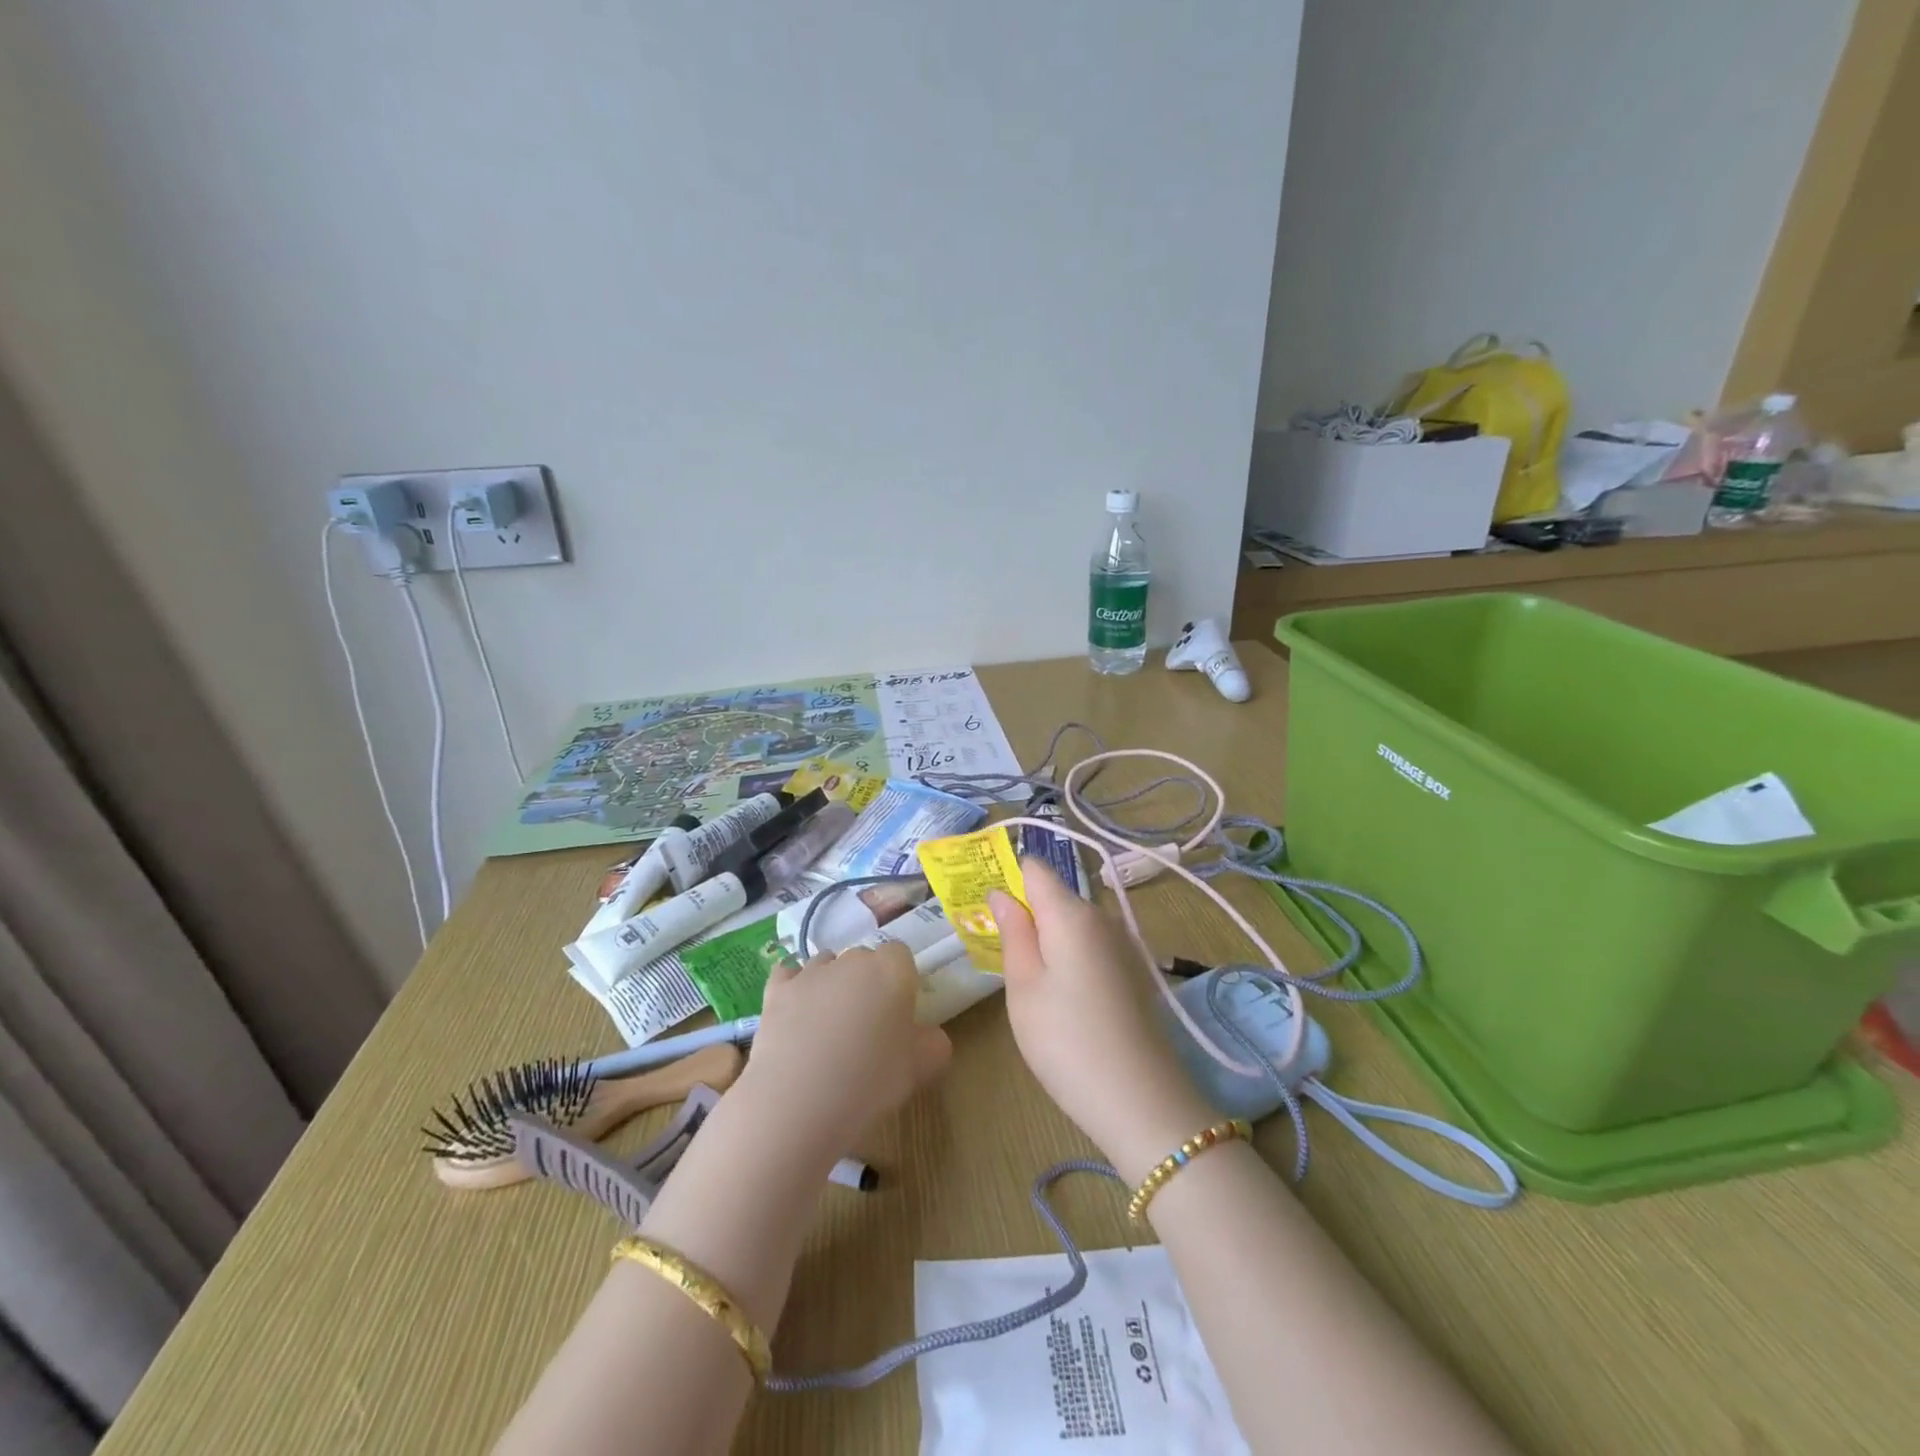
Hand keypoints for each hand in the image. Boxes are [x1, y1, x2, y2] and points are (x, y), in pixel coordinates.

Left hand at [734, 942, 951, 1160]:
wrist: (797, 1104)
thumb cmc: (870, 1083)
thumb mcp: (920, 1070)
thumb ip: (934, 1044)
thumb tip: (929, 1036)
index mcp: (892, 971)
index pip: (901, 956)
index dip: (901, 981)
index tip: (899, 1013)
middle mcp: (852, 960)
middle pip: (864, 959)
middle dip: (867, 982)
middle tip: (867, 1025)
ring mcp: (811, 972)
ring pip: (827, 964)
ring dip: (832, 983)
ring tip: (829, 1025)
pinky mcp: (777, 990)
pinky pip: (788, 974)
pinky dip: (794, 987)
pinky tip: (796, 1012)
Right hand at [990, 861, 1217, 1182]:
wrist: (1143, 1102)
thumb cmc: (1067, 1043)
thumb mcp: (1024, 988)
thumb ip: (1013, 932)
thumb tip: (1002, 892)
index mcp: (1072, 913)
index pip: (1034, 868)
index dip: (1007, 880)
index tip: (987, 912)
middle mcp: (1103, 916)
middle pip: (1055, 895)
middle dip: (1026, 915)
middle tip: (1002, 957)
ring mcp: (1123, 943)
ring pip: (1073, 923)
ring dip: (1048, 940)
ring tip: (1031, 985)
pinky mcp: (1133, 970)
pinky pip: (1091, 946)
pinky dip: (1070, 958)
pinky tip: (1065, 1001)